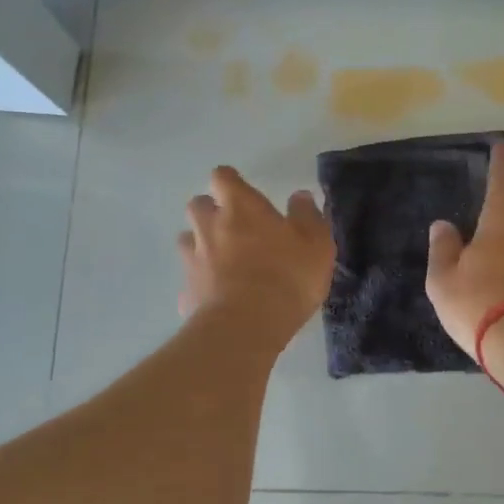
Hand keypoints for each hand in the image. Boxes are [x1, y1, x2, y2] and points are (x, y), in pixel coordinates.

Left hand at [178, 166, 335, 342]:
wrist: (247, 326)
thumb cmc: (288, 275)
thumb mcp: (316, 243)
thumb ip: (308, 215)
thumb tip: (300, 196)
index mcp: (240, 207)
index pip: (223, 177)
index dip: (231, 182)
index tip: (242, 192)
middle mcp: (209, 227)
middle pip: (197, 205)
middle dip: (210, 211)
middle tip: (233, 226)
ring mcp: (193, 260)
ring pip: (188, 241)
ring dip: (201, 245)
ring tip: (222, 262)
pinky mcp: (186, 294)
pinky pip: (191, 282)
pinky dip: (202, 285)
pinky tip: (218, 299)